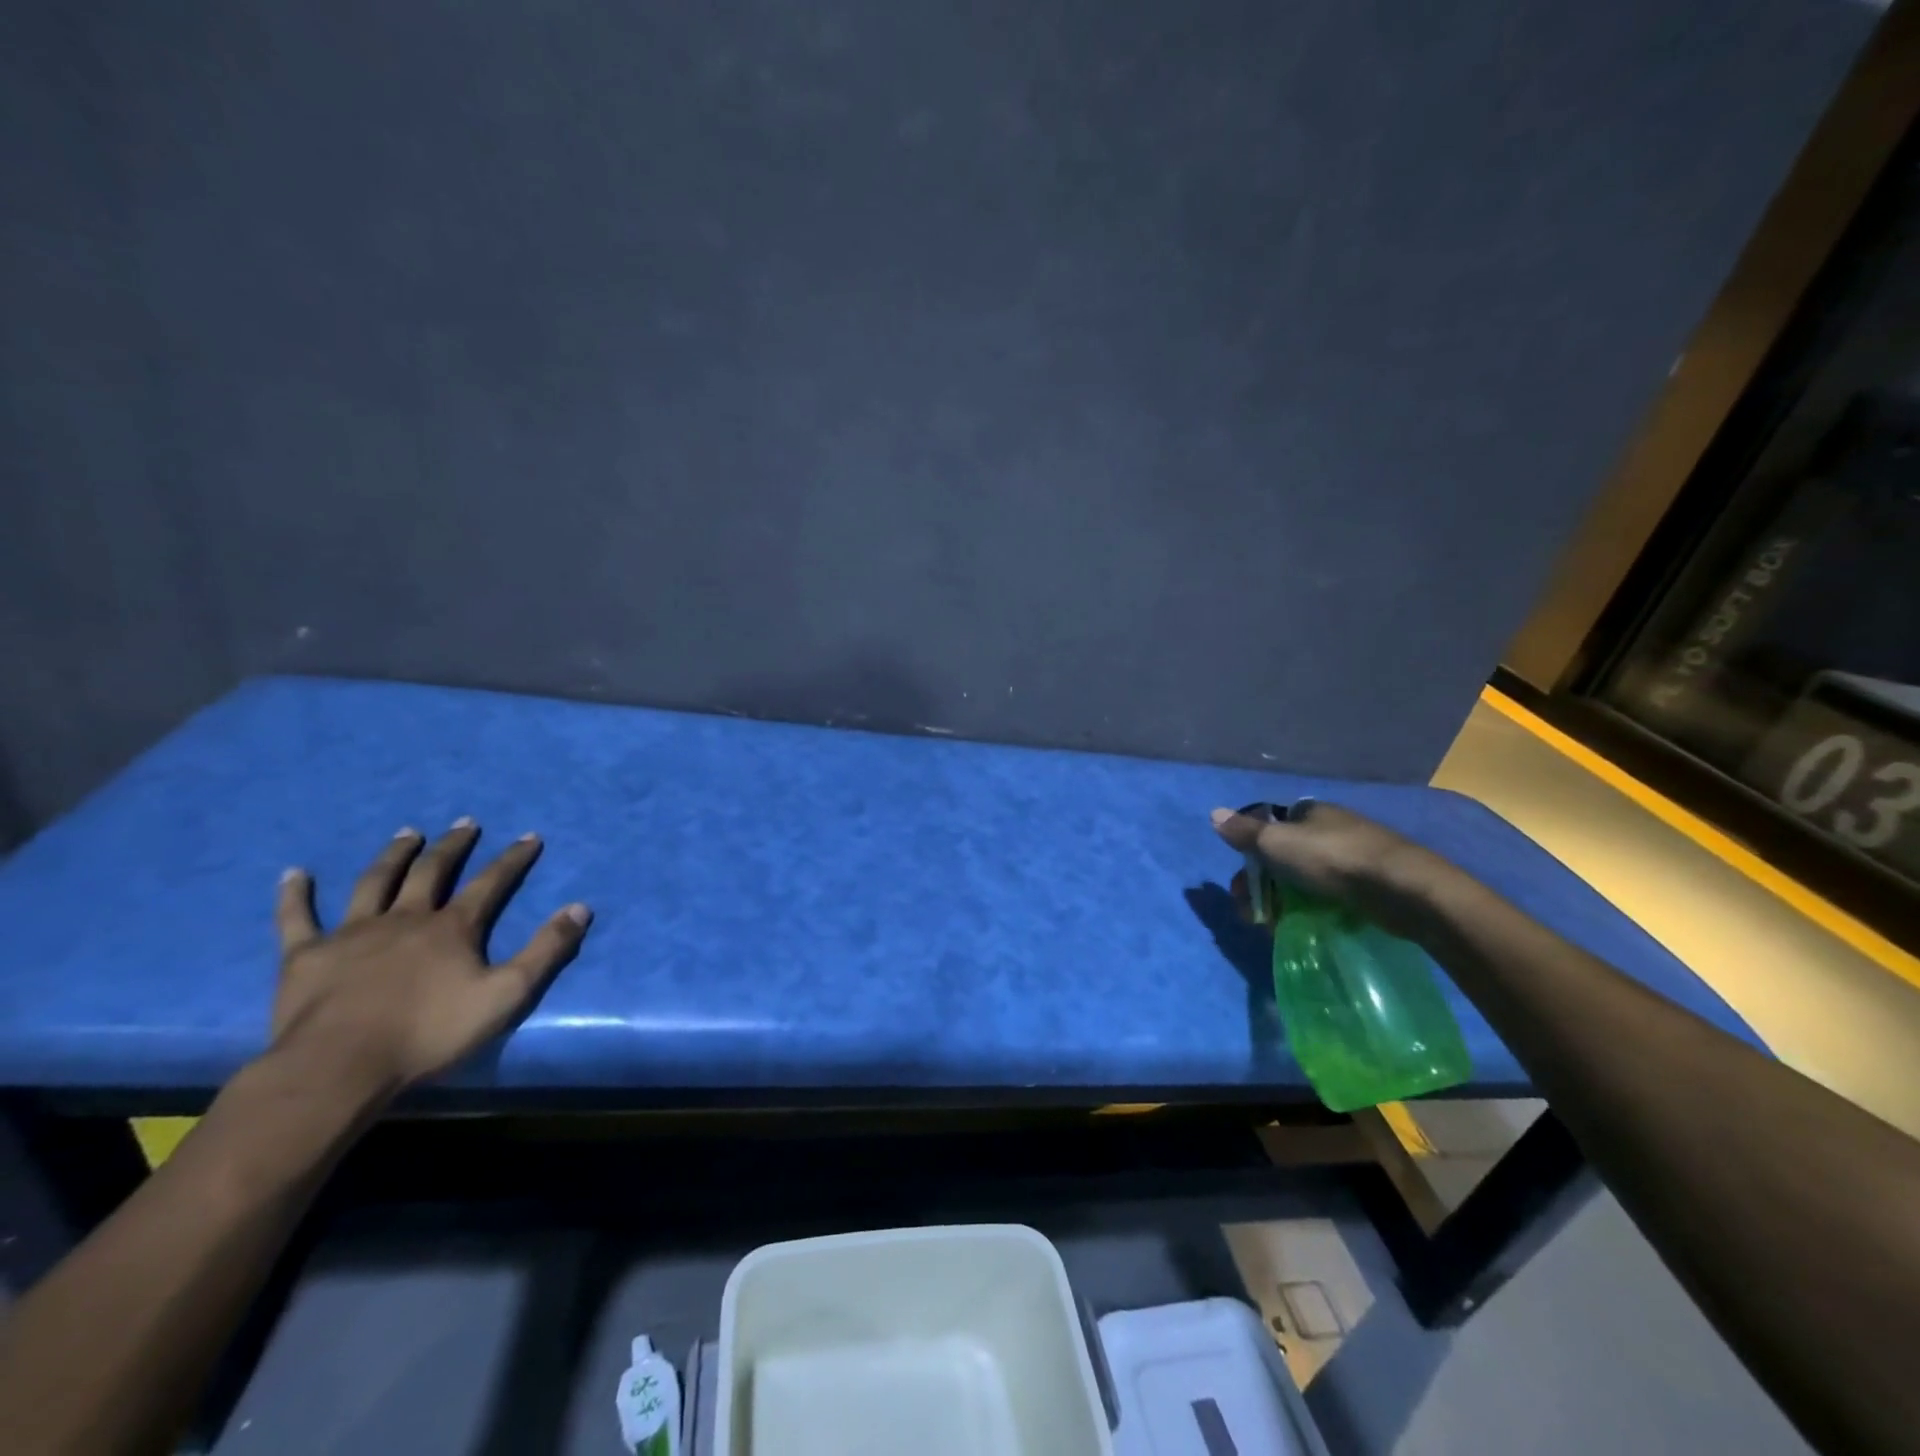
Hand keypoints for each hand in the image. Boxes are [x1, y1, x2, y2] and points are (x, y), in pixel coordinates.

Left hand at [269, 821, 591, 1102]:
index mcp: (452, 928)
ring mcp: (353, 933)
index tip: (530, 837)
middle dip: (453, 846)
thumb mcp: (507, 994)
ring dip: (394, 855)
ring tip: (407, 833)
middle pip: (432, 871)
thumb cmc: (429, 1033)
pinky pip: (297, 918)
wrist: (339, 1067)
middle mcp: (406, 918)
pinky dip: (296, 894)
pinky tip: (294, 874)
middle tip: (465, 823)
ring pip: (376, 882)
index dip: (513, 859)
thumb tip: (580, 908)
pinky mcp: (306, 955)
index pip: (491, 883)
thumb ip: (546, 950)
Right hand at [1210, 800, 1447, 941]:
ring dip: (1284, 902)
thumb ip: (1244, 832)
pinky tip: (1310, 927)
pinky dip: (1314, 911)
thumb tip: (1214, 814)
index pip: (1270, 827)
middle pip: (1284, 857)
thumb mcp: (1277, 842)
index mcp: (1309, 813)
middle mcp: (1331, 829)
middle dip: (1263, 885)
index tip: (1241, 882)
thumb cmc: (1332, 859)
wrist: (1403, 889)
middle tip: (1253, 914)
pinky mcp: (1372, 886)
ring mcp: (1354, 857)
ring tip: (1275, 928)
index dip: (1251, 853)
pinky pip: (1331, 897)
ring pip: (1305, 879)